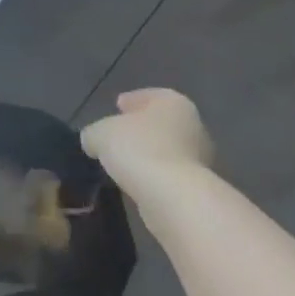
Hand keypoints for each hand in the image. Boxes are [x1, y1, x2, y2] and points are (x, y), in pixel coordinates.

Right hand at [80, 88, 214, 192]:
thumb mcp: (100, 133)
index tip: (116, 107)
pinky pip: (169, 177)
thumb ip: (95, 133)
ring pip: (166, 152)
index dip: (131, 101)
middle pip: (160, 124)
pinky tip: (135, 184)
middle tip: (117, 137)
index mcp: (173, 103)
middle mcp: (193, 127)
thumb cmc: (139, 150)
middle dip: (140, 130)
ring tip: (122, 164)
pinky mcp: (198, 190)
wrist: (175, 200)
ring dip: (147, 156)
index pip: (150, 95)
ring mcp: (200, 160)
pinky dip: (154, 178)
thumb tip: (94, 142)